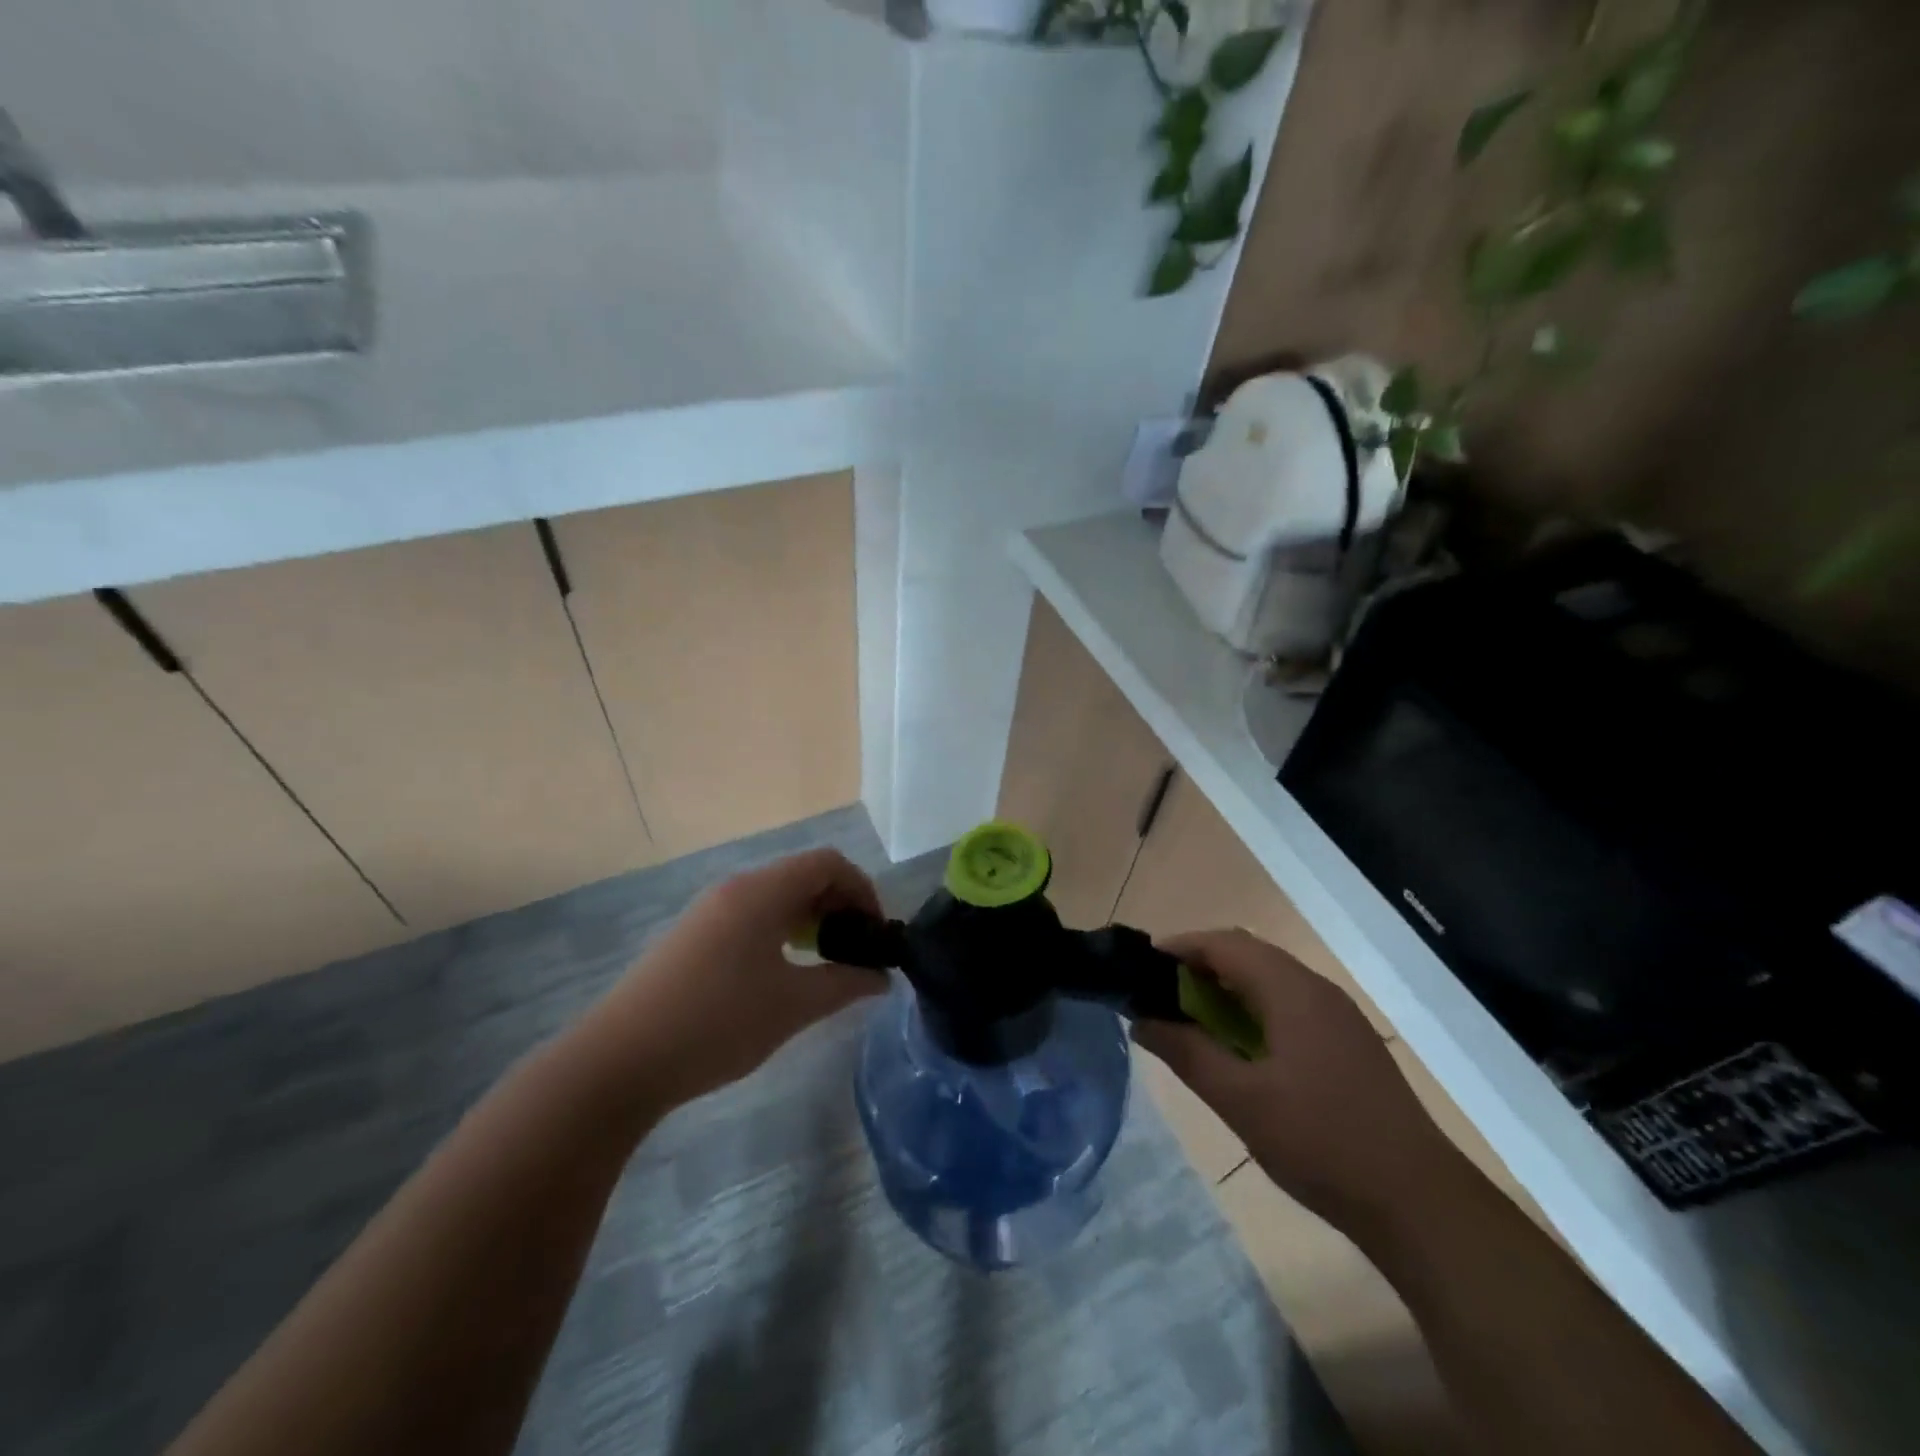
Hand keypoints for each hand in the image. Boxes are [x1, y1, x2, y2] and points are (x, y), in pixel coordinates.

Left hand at [585, 849, 888, 1108]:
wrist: (620, 1061)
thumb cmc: (717, 1024)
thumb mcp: (792, 1006)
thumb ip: (845, 984)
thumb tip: (881, 977)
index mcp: (761, 892)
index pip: (828, 863)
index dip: (862, 890)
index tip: (875, 933)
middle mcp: (736, 889)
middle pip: (803, 875)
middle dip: (840, 905)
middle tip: (857, 951)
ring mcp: (710, 911)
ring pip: (777, 897)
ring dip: (811, 919)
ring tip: (826, 963)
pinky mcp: (694, 936)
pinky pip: (753, 915)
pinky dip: (782, 931)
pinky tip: (784, 973)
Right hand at [1132, 928, 1458, 1228]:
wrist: (1419, 1204)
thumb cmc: (1321, 1143)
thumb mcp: (1240, 1100)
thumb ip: (1187, 1053)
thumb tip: (1141, 1021)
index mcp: (1292, 990)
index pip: (1225, 944)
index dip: (1180, 948)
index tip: (1142, 968)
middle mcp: (1317, 990)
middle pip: (1248, 955)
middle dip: (1200, 967)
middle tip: (1161, 995)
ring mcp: (1338, 1017)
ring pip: (1270, 980)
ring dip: (1227, 989)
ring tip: (1191, 1020)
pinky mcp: (1348, 1043)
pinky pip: (1289, 1005)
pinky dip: (1253, 1010)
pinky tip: (1240, 1048)